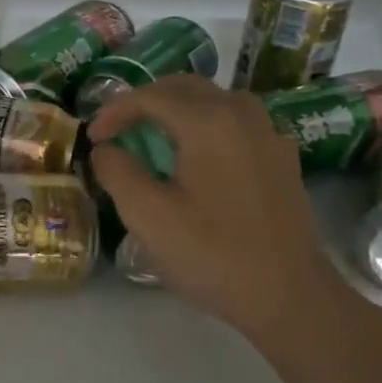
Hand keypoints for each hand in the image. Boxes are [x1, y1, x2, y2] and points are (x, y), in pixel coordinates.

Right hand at [87, 75, 370, 355]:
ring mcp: (268, 134)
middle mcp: (241, 114)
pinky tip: (199, 156)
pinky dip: (208, 124)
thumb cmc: (212, 254)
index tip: (93, 137)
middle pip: (185, 87)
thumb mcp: (147, 216)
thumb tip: (106, 150)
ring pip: (216, 99)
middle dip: (145, 101)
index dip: (114, 111)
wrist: (289, 295)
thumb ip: (117, 172)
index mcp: (207, 122)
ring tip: (155, 136)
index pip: (150, 96)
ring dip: (179, 108)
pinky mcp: (282, 158)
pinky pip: (238, 121)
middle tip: (118, 128)